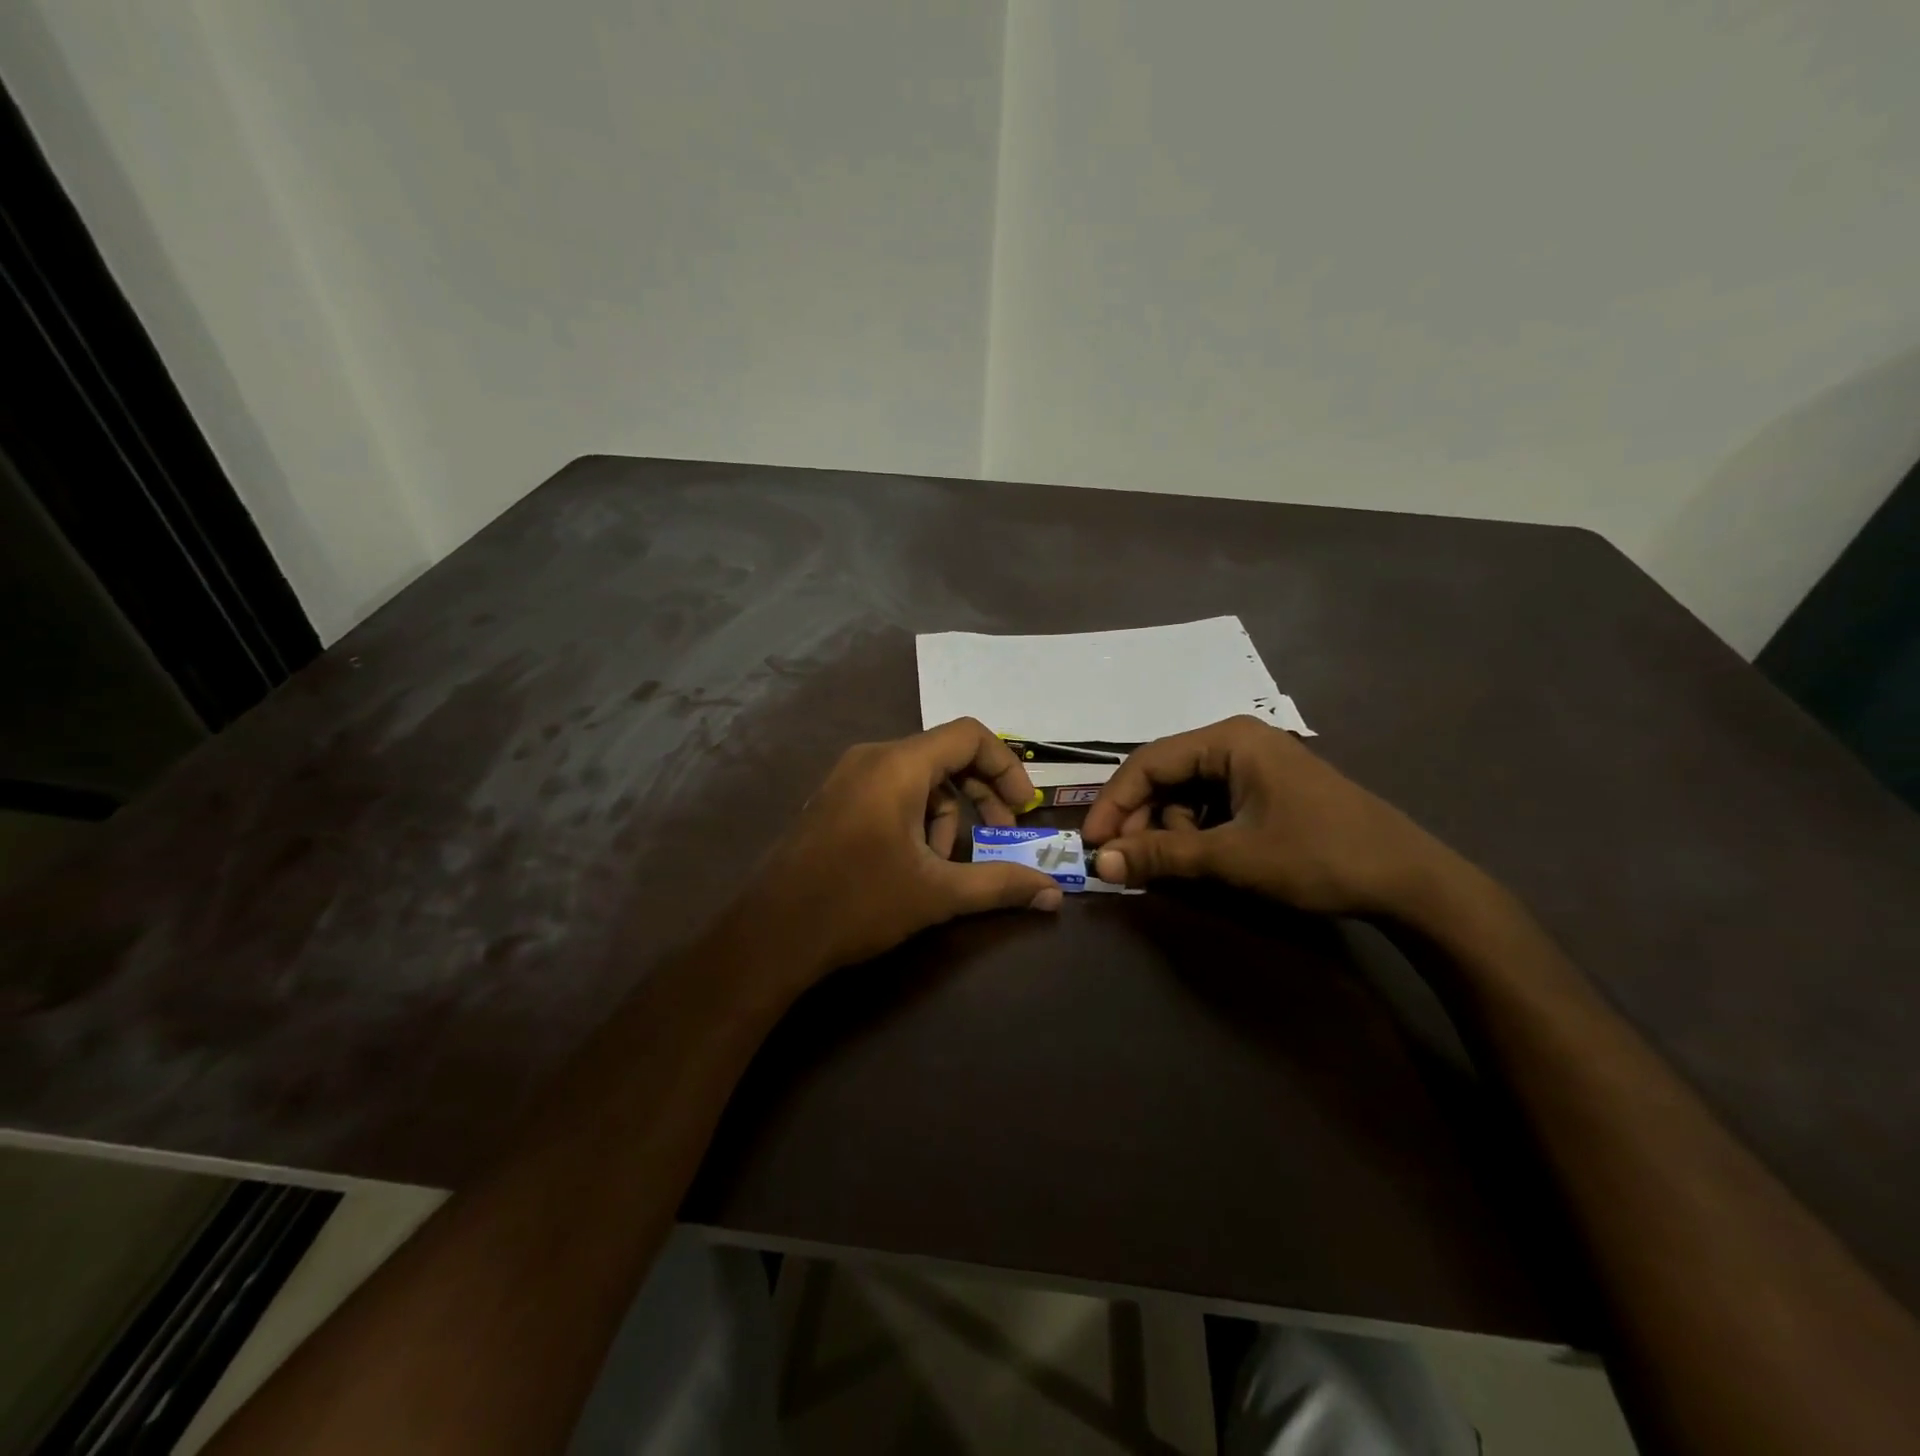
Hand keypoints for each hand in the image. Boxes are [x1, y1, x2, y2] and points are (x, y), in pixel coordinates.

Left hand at [732, 719, 1061, 987]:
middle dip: (979, 795)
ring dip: (945, 814)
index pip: (969, 736)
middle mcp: (871, 758)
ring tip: (943, 865)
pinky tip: (911, 863)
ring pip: (918, 777)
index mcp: (898, 765)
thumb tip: (1053, 894)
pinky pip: (890, 791)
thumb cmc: (857, 903)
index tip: (1022, 809)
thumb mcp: (936, 894)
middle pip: (945, 755)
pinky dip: (915, 817)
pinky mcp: (834, 800)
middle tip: (998, 836)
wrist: (771, 935)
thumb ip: (999, 885)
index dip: (1006, 766)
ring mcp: (846, 777)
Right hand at [1081, 715, 1459, 916]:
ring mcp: (1254, 765)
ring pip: (1185, 794)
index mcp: (1228, 739)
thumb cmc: (1318, 856)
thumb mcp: (1232, 857)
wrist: (1410, 881)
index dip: (1113, 803)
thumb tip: (1098, 865)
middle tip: (1128, 864)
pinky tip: (1206, 859)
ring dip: (1172, 831)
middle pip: (1164, 776)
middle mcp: (1236, 741)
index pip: (1147, 762)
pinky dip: (1197, 833)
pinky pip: (1211, 805)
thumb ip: (1162, 856)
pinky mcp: (1265, 790)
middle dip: (1143, 821)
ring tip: (1183, 867)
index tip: (1091, 844)